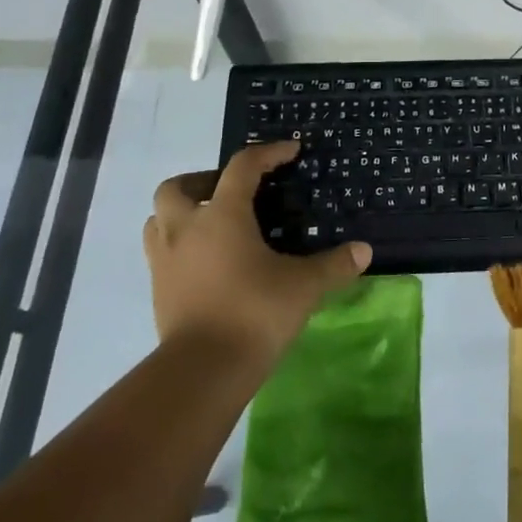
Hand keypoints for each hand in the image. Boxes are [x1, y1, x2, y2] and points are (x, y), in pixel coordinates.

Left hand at [144, 143, 371, 361]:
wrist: (202, 370)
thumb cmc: (254, 312)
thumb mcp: (303, 286)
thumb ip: (333, 265)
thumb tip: (364, 251)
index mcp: (222, 216)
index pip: (242, 167)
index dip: (268, 153)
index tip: (290, 151)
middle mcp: (186, 229)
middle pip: (178, 187)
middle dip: (203, 181)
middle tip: (231, 192)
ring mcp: (165, 261)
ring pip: (159, 219)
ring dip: (182, 213)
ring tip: (213, 224)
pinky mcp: (158, 290)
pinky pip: (161, 253)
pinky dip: (180, 246)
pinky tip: (207, 262)